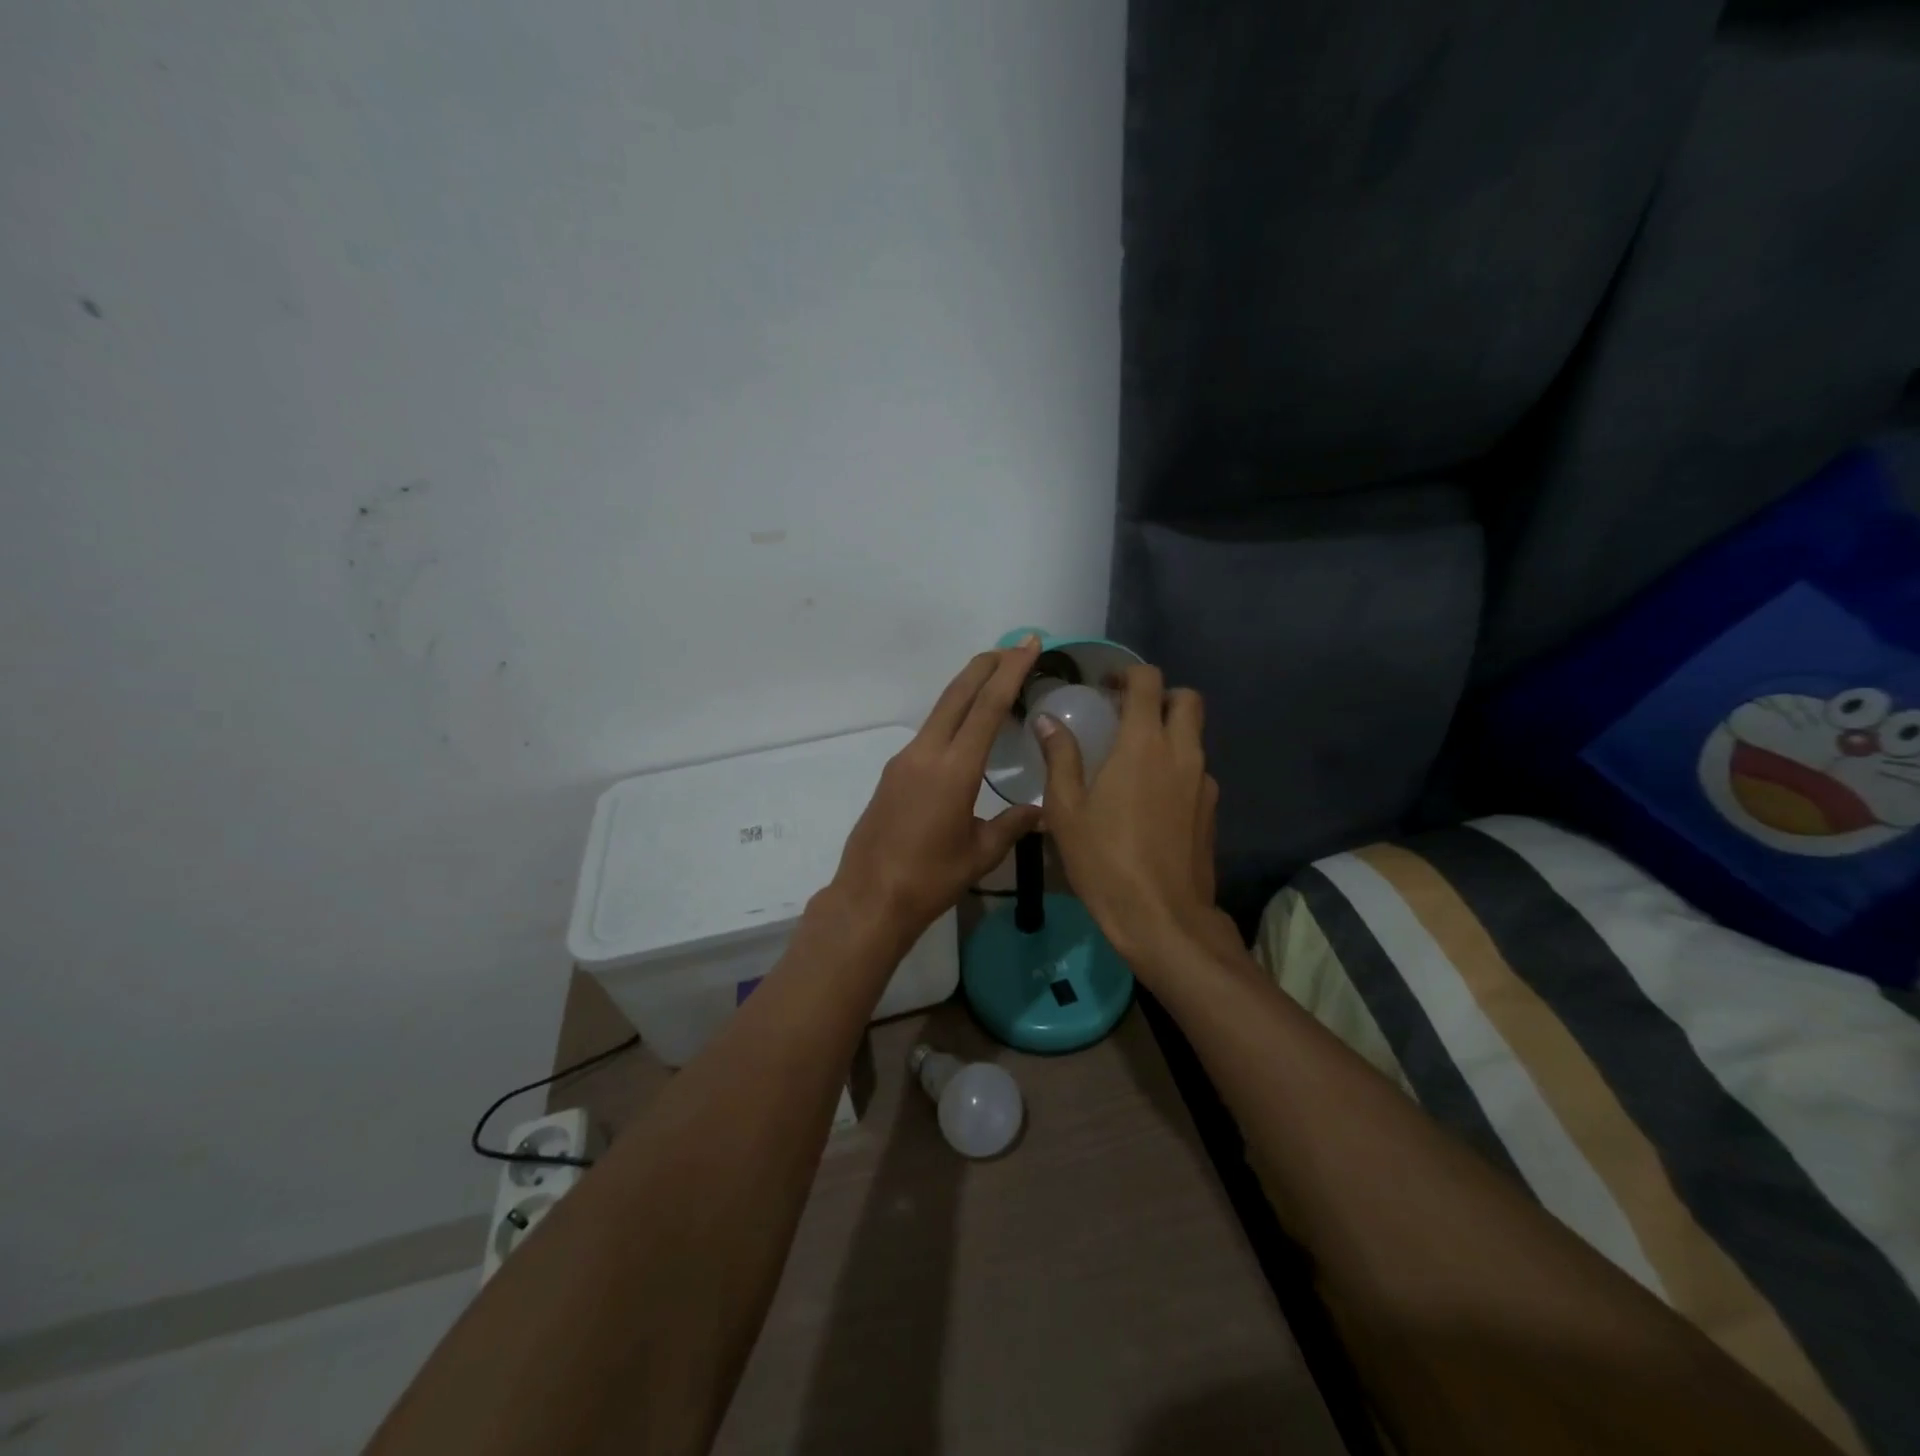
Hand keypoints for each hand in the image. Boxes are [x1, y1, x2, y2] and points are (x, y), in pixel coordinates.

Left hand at [831, 639, 1043, 943]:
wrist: (870, 898)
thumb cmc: (930, 879)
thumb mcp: (981, 854)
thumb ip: (1012, 825)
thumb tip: (1041, 811)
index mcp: (954, 769)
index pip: (988, 707)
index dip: (1010, 672)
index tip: (1028, 645)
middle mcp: (926, 753)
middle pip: (959, 694)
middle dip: (987, 665)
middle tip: (1014, 645)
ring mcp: (905, 760)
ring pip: (941, 710)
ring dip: (968, 688)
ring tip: (995, 678)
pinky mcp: (893, 772)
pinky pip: (929, 732)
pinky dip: (953, 716)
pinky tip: (966, 727)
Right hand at [1034, 664, 1225, 971]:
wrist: (1162, 917)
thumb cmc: (1104, 860)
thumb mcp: (1066, 810)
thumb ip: (1059, 758)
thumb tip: (1046, 721)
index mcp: (1143, 744)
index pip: (1149, 682)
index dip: (1128, 674)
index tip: (1106, 688)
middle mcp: (1182, 753)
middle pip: (1187, 700)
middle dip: (1160, 696)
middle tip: (1127, 715)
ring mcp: (1203, 782)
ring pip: (1195, 736)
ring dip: (1170, 732)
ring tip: (1135, 758)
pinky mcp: (1211, 810)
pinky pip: (1197, 770)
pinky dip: (1177, 767)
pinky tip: (1152, 798)